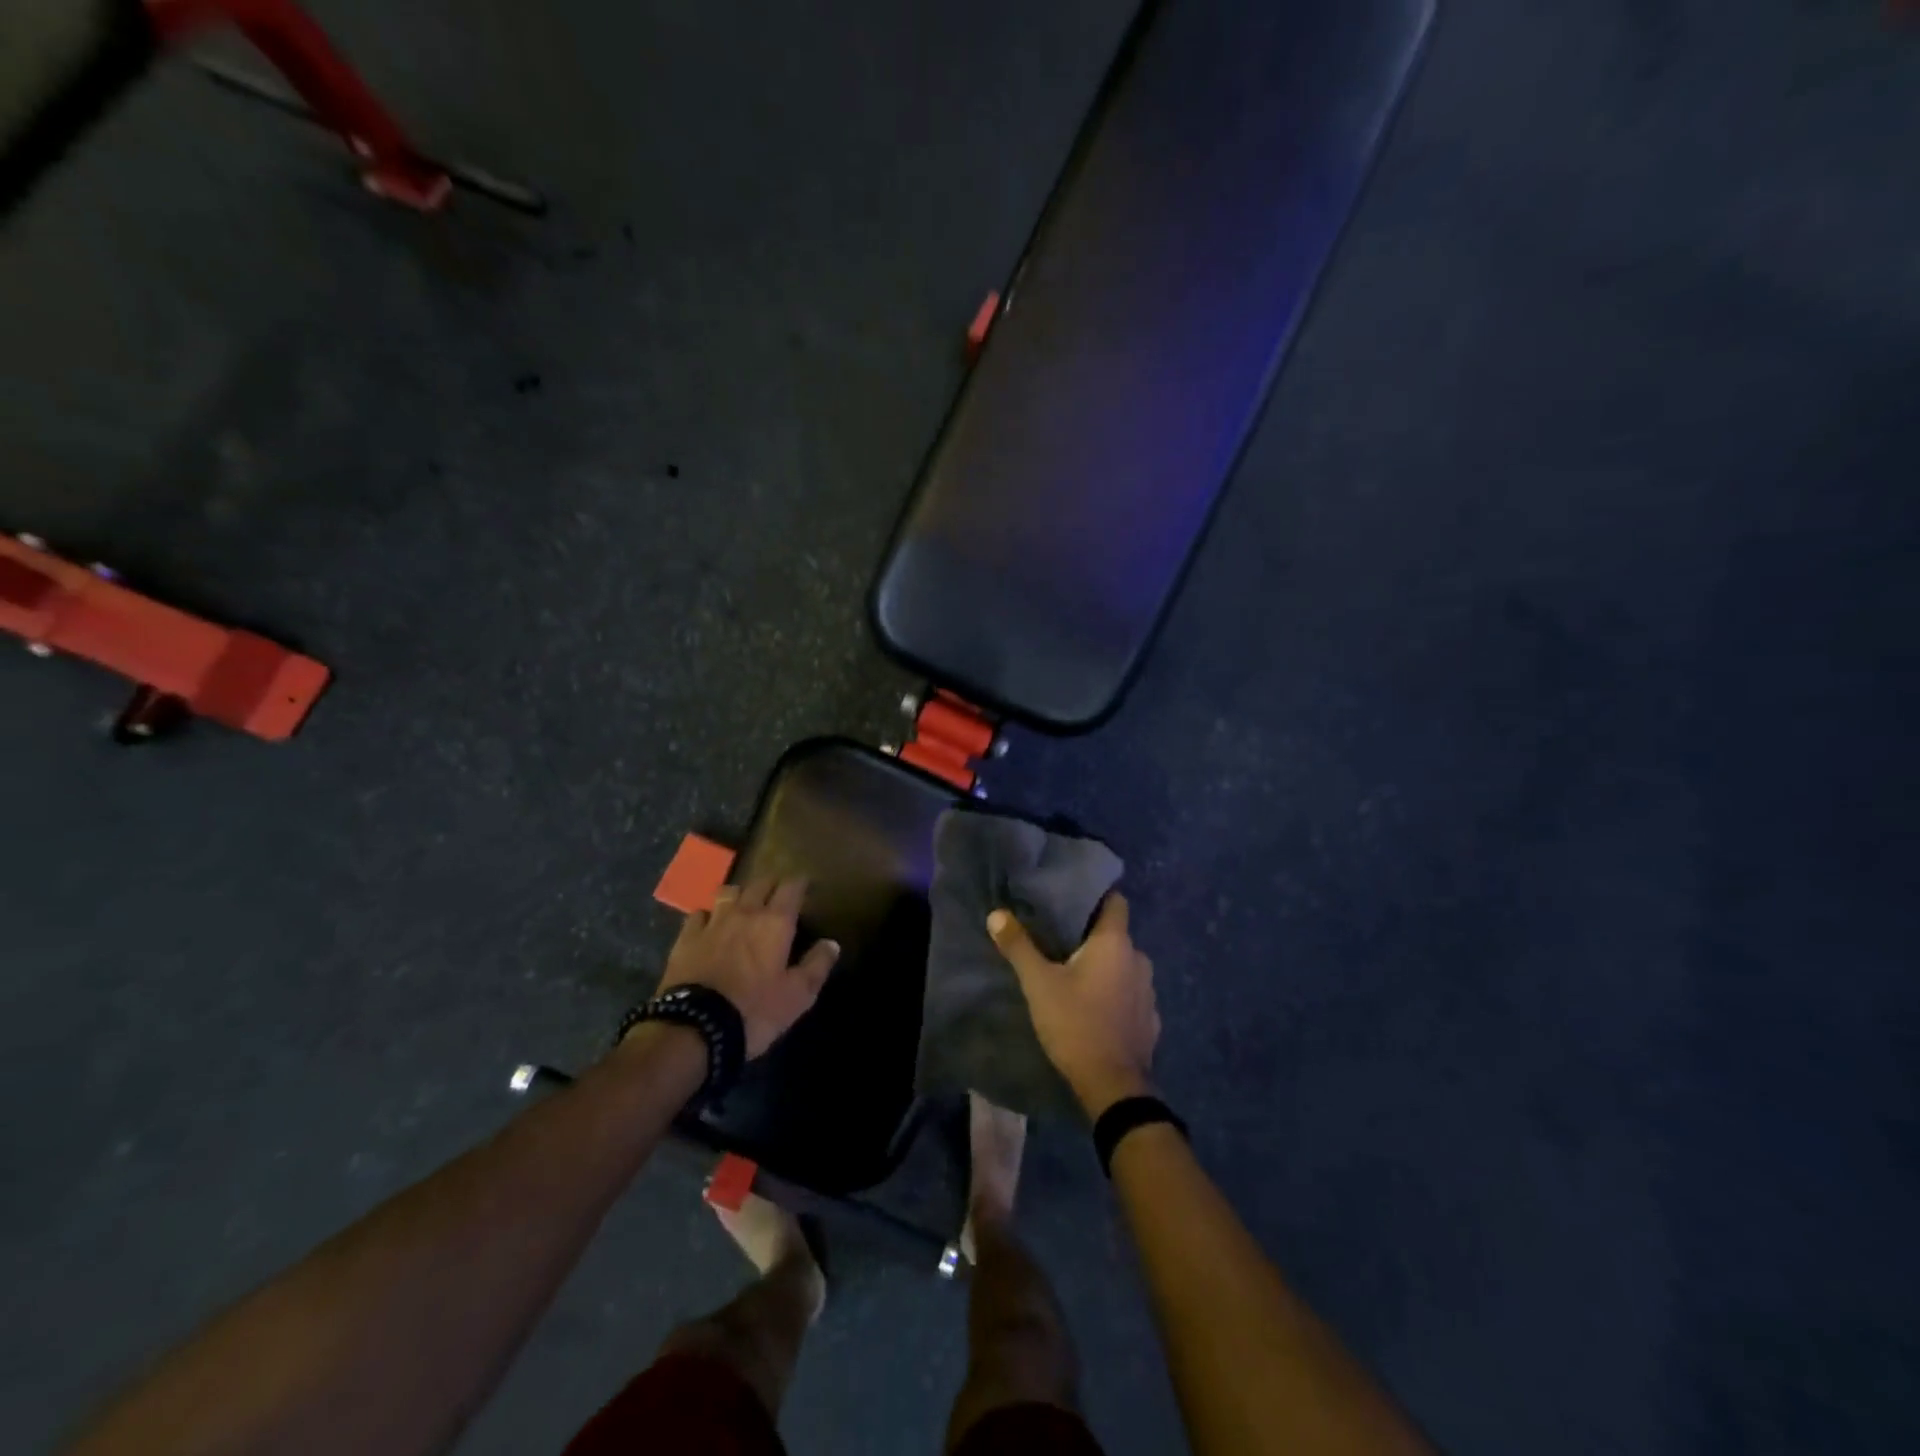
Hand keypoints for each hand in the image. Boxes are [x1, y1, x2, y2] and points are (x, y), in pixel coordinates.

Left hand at [657, 877, 840, 1057]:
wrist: (696, 1027)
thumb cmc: (755, 1010)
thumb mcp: (798, 995)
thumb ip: (817, 965)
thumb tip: (832, 943)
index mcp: (776, 922)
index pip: (792, 887)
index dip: (801, 883)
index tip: (807, 886)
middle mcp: (746, 912)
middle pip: (761, 883)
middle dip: (772, 884)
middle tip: (779, 895)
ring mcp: (713, 922)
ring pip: (729, 891)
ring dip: (740, 894)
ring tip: (744, 905)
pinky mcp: (686, 937)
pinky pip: (699, 914)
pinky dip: (709, 915)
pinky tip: (710, 925)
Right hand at [987, 893, 1160, 1118]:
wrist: (1114, 1088)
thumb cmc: (1076, 1024)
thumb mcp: (1039, 984)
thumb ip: (1019, 947)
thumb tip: (996, 915)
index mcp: (1115, 943)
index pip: (1115, 901)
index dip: (1096, 896)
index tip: (1071, 899)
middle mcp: (1138, 959)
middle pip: (1116, 934)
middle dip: (1091, 935)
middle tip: (1060, 938)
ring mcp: (1148, 991)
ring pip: (1124, 965)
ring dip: (1104, 966)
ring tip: (1074, 973)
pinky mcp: (1150, 1019)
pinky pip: (1130, 993)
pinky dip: (1115, 992)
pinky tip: (1094, 1006)